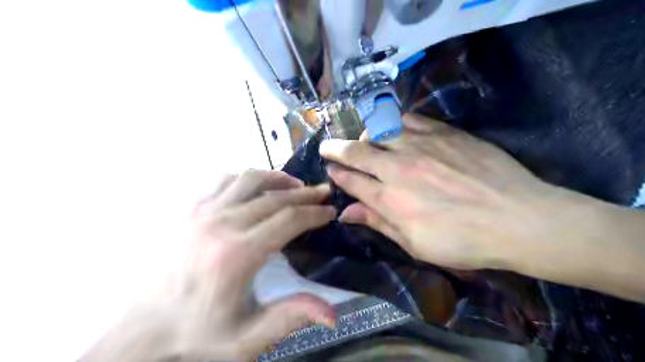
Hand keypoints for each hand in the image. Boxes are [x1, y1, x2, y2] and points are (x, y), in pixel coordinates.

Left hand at [80, 170, 337, 361]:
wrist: (144, 329)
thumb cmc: (199, 333)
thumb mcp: (247, 338)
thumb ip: (291, 318)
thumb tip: (333, 315)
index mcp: (238, 254)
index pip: (288, 220)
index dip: (314, 214)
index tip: (330, 211)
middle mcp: (221, 224)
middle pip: (274, 197)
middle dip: (305, 194)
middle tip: (322, 192)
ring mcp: (201, 212)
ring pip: (248, 179)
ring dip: (276, 178)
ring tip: (294, 184)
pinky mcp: (188, 209)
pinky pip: (222, 180)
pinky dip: (244, 179)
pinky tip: (254, 189)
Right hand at [320, 114, 565, 269]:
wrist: (517, 218)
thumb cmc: (463, 241)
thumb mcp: (415, 244)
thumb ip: (378, 223)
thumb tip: (346, 213)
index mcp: (391, 199)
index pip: (352, 181)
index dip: (337, 174)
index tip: (330, 169)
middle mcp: (399, 168)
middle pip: (357, 151)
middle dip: (336, 148)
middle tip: (327, 146)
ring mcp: (421, 146)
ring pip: (380, 130)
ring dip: (365, 134)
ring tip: (363, 139)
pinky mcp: (444, 133)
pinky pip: (409, 119)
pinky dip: (394, 122)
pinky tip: (393, 127)